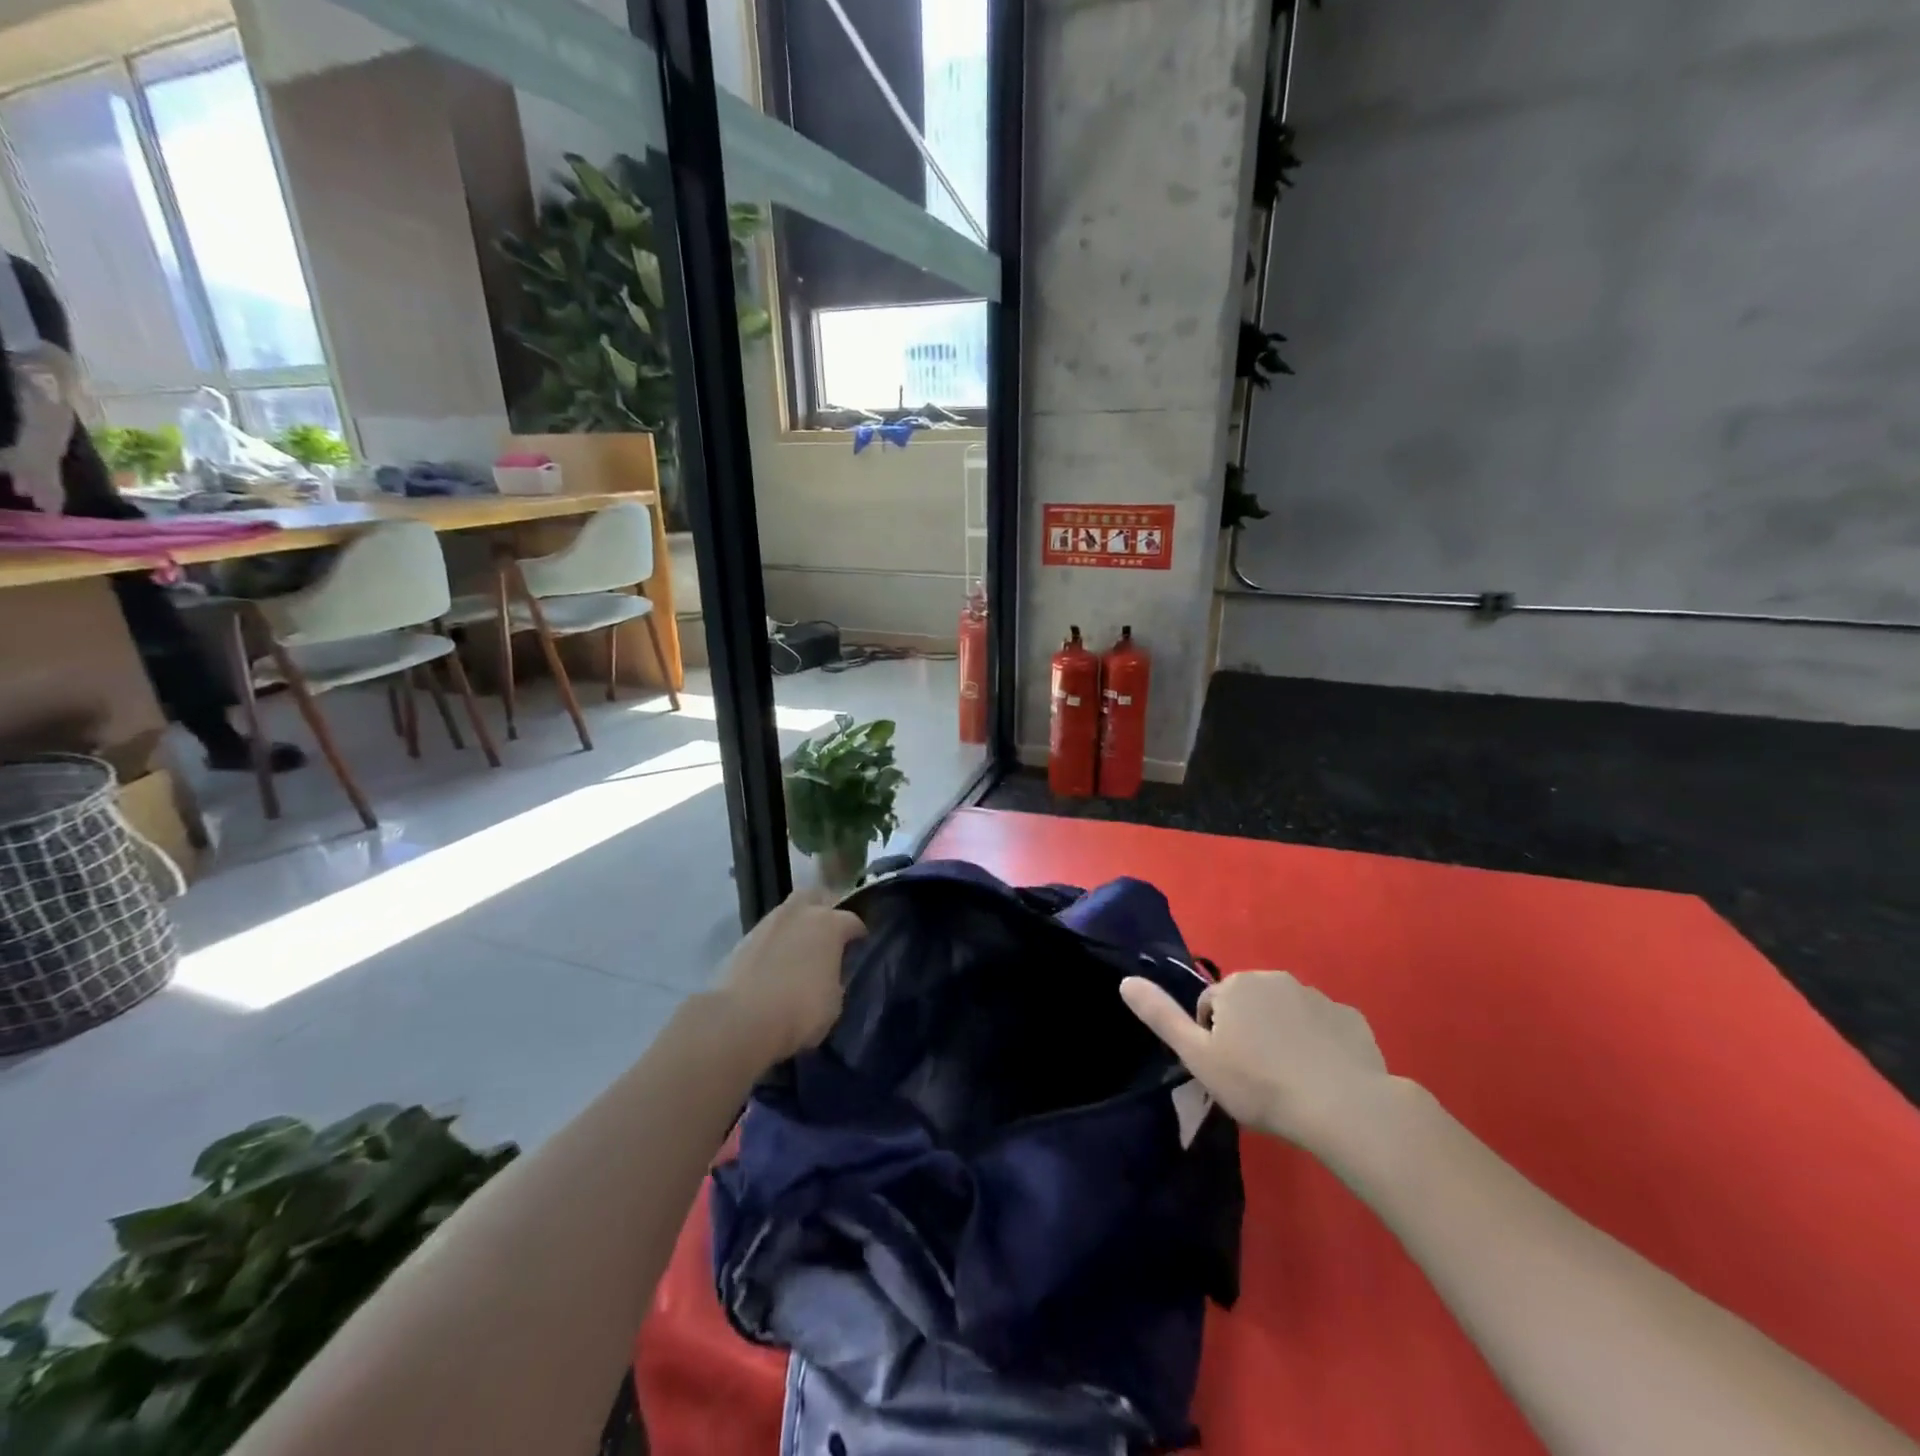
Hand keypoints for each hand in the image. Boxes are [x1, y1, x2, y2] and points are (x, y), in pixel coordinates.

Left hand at [713, 890, 866, 1064]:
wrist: (741, 1020)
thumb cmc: (800, 1010)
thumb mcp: (835, 1001)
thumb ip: (836, 978)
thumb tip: (830, 974)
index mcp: (830, 924)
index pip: (853, 921)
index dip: (858, 935)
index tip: (859, 947)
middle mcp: (800, 913)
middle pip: (817, 897)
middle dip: (825, 909)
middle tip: (828, 932)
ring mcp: (769, 923)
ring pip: (789, 911)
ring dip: (797, 924)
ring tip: (800, 948)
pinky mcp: (744, 939)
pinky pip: (769, 932)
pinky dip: (776, 942)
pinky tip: (776, 962)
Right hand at [1121, 971, 1390, 1151]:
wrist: (1342, 1106)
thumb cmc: (1259, 1084)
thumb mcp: (1198, 1056)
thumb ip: (1161, 1016)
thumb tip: (1125, 981)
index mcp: (1235, 986)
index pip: (1210, 1008)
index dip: (1213, 1041)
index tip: (1228, 1073)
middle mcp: (1274, 978)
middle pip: (1249, 1006)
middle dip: (1248, 1033)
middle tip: (1256, 1078)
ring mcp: (1317, 996)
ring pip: (1286, 1014)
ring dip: (1283, 1037)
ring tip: (1290, 1081)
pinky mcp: (1351, 1018)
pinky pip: (1324, 1026)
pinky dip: (1319, 1044)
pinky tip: (1323, 1077)